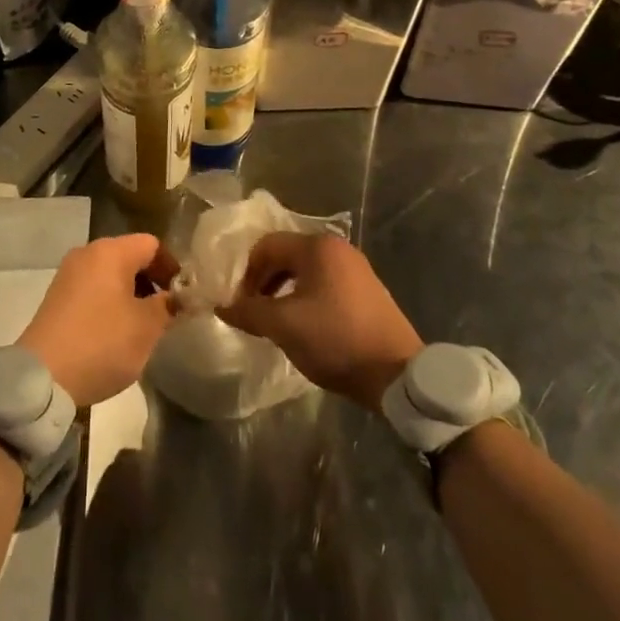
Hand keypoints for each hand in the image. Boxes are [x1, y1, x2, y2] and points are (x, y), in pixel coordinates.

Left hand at [19, 234, 178, 406]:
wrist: (42, 377)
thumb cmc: (101, 343)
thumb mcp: (146, 328)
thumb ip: (168, 306)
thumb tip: (178, 297)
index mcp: (110, 252)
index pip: (152, 245)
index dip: (172, 267)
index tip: (183, 296)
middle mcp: (87, 253)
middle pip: (130, 256)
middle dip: (152, 281)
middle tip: (166, 313)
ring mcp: (68, 274)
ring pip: (111, 274)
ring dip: (131, 294)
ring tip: (143, 326)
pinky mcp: (57, 296)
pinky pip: (93, 289)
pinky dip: (110, 302)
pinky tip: (115, 332)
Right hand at [218, 232, 421, 411]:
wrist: (397, 374)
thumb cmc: (335, 339)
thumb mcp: (284, 326)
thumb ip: (249, 312)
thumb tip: (222, 307)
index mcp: (317, 247)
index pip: (267, 245)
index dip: (247, 273)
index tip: (240, 304)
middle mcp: (337, 248)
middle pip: (287, 255)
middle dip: (265, 281)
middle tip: (255, 312)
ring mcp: (356, 269)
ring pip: (306, 271)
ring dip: (284, 291)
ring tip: (277, 321)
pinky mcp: (368, 291)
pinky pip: (326, 284)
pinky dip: (307, 298)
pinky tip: (306, 326)